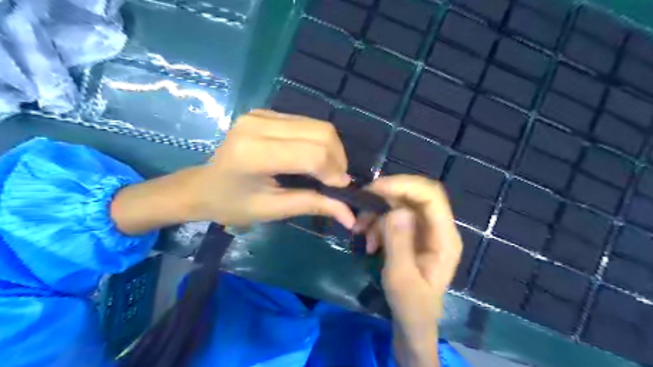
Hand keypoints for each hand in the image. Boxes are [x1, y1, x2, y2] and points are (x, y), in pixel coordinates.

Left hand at [114, 111, 356, 233]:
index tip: (341, 191)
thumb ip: (314, 205)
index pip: (312, 154)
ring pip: (318, 125)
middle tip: (336, 182)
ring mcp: (262, 114)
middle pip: (321, 133)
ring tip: (328, 172)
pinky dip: (319, 141)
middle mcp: (259, 124)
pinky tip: (314, 158)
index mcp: (255, 153)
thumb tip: (351, 216)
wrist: (203, 186)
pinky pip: (307, 123)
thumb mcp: (274, 210)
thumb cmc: (233, 205)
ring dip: (332, 149)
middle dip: (338, 159)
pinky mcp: (266, 113)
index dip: (334, 172)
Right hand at [355, 175, 461, 366]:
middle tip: (362, 206)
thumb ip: (399, 243)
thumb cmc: (411, 307)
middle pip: (414, 195)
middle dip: (386, 196)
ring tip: (360, 232)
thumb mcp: (401, 278)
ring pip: (400, 204)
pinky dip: (376, 223)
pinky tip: (368, 241)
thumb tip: (396, 210)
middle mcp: (437, 228)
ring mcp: (424, 230)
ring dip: (377, 212)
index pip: (431, 196)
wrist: (411, 324)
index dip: (404, 185)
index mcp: (444, 238)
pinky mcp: (411, 235)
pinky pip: (392, 217)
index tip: (375, 190)